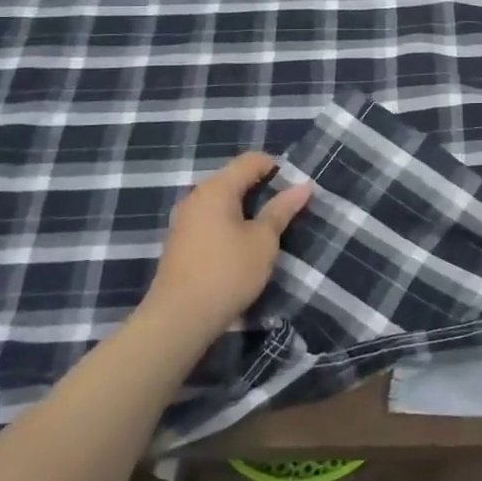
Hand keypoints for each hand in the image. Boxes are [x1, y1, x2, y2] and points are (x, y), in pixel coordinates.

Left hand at [143, 154, 310, 352]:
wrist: (178, 320)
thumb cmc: (227, 273)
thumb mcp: (263, 241)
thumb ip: (281, 210)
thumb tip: (303, 186)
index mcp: (217, 188)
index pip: (251, 160)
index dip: (276, 168)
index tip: (295, 189)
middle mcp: (197, 196)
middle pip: (234, 178)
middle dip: (262, 189)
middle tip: (286, 210)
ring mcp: (184, 220)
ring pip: (222, 201)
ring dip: (245, 209)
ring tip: (267, 230)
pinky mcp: (180, 242)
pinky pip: (210, 219)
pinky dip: (229, 224)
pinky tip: (241, 246)